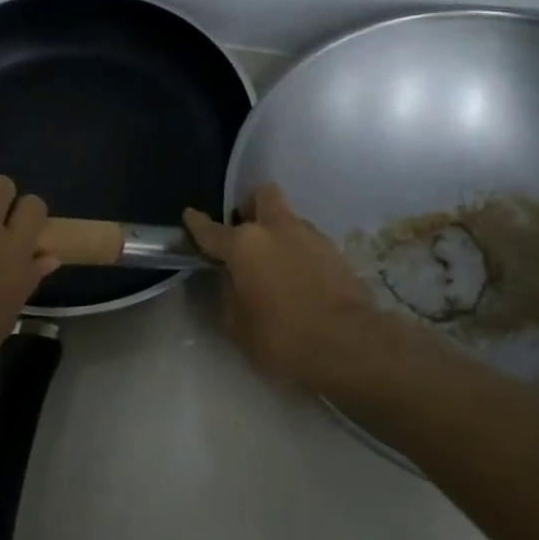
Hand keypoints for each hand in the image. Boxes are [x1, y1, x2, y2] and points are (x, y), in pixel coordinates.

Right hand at [184, 184, 398, 395]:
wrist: (348, 344)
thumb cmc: (281, 337)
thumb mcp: (238, 325)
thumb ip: (230, 294)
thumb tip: (233, 280)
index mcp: (245, 245)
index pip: (211, 229)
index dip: (197, 223)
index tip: (190, 216)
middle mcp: (276, 229)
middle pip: (263, 196)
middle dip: (251, 207)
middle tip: (246, 232)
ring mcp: (311, 236)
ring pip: (289, 218)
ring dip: (278, 232)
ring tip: (276, 263)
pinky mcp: (336, 251)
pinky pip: (309, 241)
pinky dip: (300, 251)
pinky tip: (300, 278)